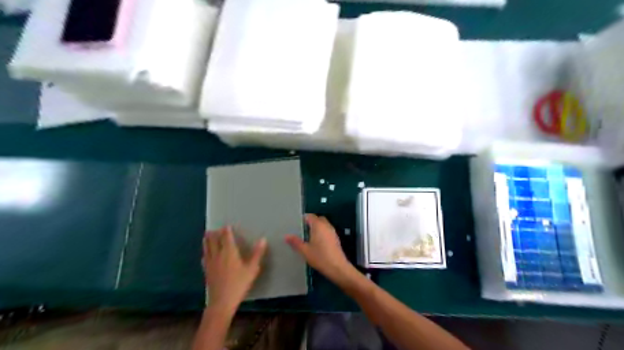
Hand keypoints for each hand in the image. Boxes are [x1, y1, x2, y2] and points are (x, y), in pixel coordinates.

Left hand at [202, 227, 264, 313]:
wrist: (222, 302)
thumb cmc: (239, 284)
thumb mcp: (252, 269)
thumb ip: (257, 253)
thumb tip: (263, 239)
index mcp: (229, 252)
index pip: (226, 236)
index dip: (226, 230)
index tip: (227, 225)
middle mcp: (218, 254)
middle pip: (213, 240)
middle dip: (214, 233)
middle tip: (215, 229)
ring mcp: (210, 263)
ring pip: (206, 247)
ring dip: (207, 240)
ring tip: (207, 235)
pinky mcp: (206, 271)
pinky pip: (204, 257)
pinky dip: (205, 252)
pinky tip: (205, 254)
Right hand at [286, 214, 354, 284]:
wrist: (337, 267)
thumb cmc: (320, 257)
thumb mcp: (305, 251)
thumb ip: (296, 242)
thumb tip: (286, 236)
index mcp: (318, 225)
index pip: (310, 216)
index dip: (303, 219)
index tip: (297, 225)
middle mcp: (326, 225)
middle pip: (318, 219)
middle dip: (310, 222)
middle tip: (302, 230)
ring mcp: (333, 231)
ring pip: (323, 224)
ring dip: (317, 227)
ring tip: (308, 236)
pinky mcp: (336, 238)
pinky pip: (327, 230)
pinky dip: (322, 232)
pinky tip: (317, 242)